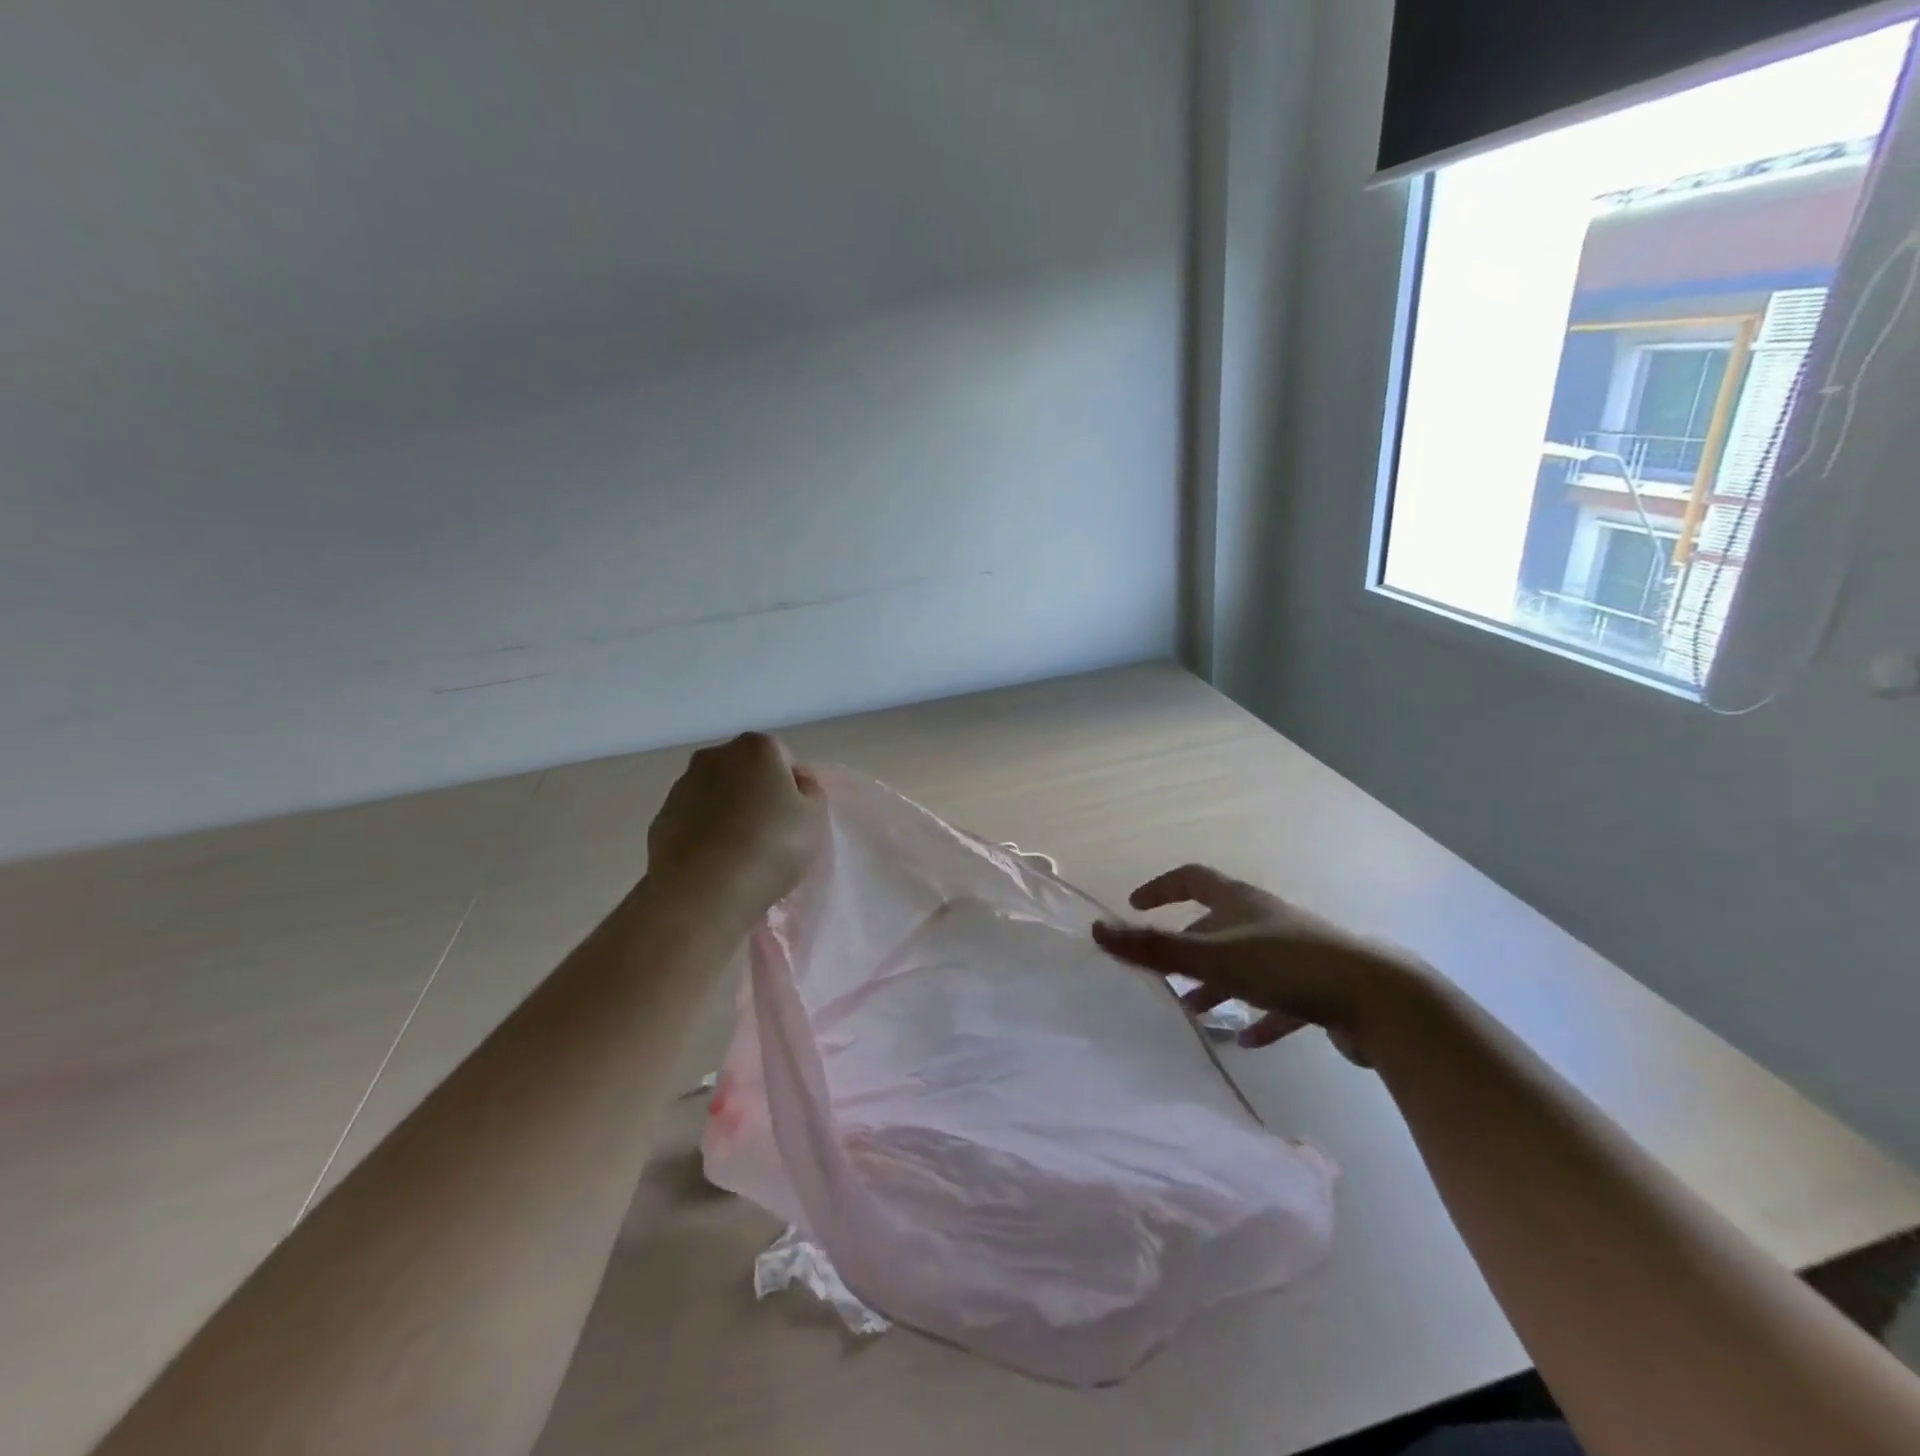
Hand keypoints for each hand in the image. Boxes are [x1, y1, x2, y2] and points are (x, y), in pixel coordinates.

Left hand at [646, 733, 823, 923]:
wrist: (704, 891)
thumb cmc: (772, 847)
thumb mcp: (815, 819)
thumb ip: (811, 792)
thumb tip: (796, 783)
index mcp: (756, 748)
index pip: (784, 759)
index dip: (793, 789)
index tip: (796, 819)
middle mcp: (714, 757)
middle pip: (746, 773)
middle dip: (757, 795)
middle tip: (771, 834)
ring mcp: (681, 787)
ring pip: (717, 796)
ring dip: (729, 814)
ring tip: (741, 855)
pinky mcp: (660, 820)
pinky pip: (694, 822)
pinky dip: (705, 835)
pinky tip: (715, 864)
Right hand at [1092, 864, 1431, 1066]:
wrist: (1378, 999)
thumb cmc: (1287, 966)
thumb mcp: (1213, 956)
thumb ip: (1154, 948)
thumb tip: (1097, 931)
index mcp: (1242, 902)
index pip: (1193, 878)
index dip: (1162, 888)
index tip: (1135, 905)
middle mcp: (1268, 920)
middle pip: (1218, 924)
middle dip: (1188, 947)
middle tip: (1164, 975)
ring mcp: (1296, 953)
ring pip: (1246, 964)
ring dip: (1219, 984)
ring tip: (1197, 1012)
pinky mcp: (1320, 988)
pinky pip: (1280, 1000)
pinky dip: (1260, 1016)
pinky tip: (1249, 1041)